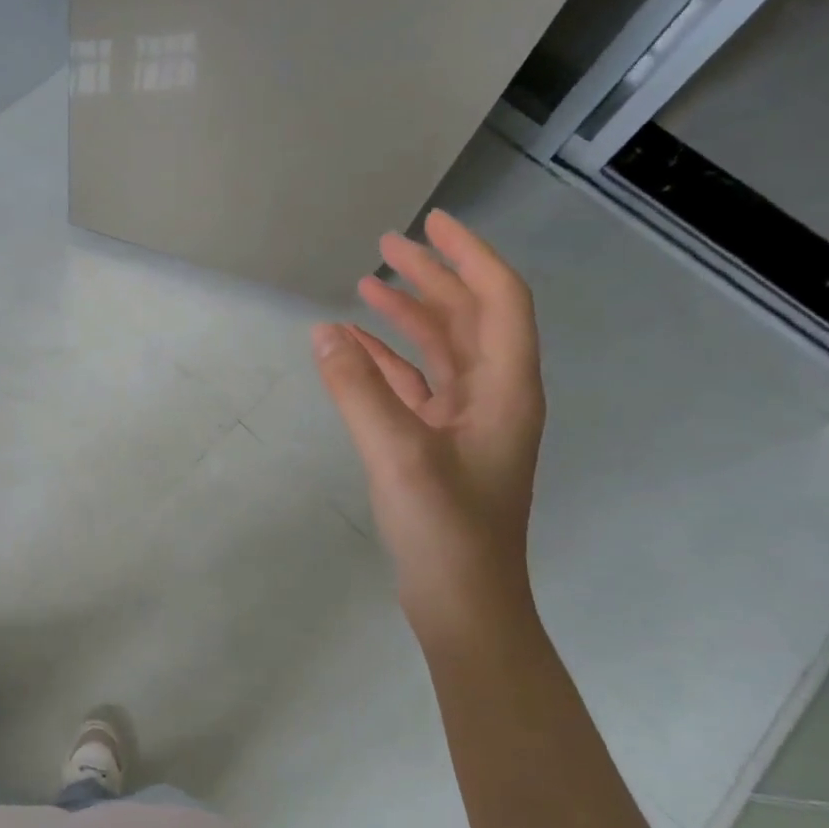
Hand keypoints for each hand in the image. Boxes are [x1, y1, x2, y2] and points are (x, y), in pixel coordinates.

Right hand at [314, 210, 545, 639]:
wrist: (463, 603)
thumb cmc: (445, 528)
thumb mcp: (398, 452)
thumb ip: (358, 388)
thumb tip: (323, 332)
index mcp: (506, 388)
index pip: (498, 299)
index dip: (468, 255)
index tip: (431, 223)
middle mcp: (494, 395)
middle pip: (468, 318)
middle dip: (430, 278)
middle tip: (386, 245)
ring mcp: (467, 421)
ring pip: (441, 350)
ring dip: (408, 316)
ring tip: (366, 286)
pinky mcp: (440, 444)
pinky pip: (415, 385)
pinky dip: (388, 361)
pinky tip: (354, 349)